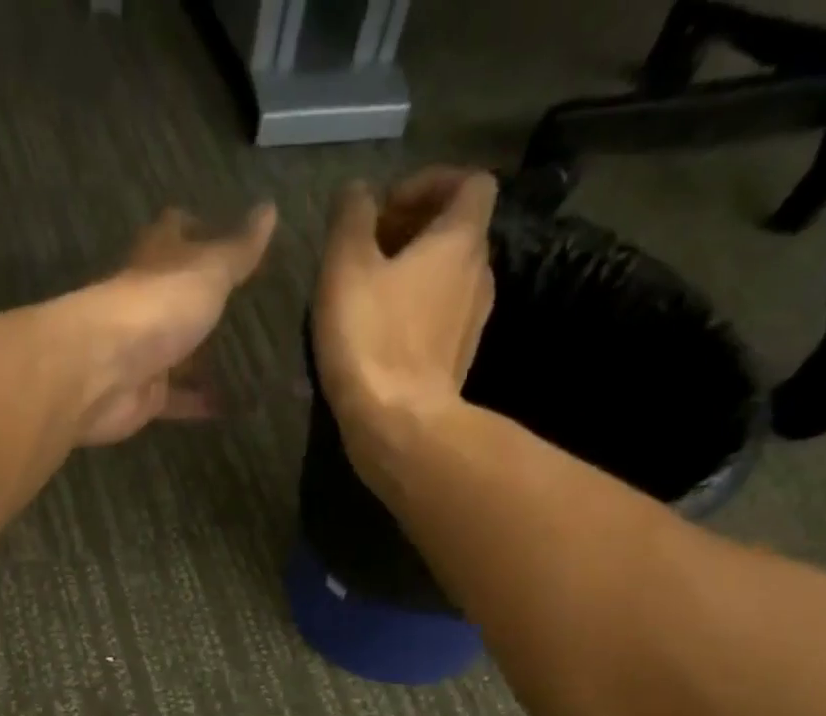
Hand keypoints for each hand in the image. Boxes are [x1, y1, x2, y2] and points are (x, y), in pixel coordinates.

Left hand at [67, 203, 275, 446]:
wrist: (103, 372)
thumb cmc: (155, 308)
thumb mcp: (208, 271)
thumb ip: (239, 250)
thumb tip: (270, 208)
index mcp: (156, 262)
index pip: (175, 232)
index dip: (198, 228)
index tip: (227, 232)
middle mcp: (146, 304)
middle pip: (177, 298)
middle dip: (204, 302)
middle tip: (248, 308)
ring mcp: (144, 354)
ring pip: (179, 353)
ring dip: (205, 358)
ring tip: (251, 362)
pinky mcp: (145, 397)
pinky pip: (180, 400)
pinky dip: (203, 403)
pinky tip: (236, 407)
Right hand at [312, 168, 496, 489]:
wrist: (398, 424)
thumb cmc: (371, 339)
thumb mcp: (345, 267)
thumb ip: (351, 218)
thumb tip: (357, 192)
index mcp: (460, 239)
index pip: (468, 182)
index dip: (429, 184)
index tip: (386, 208)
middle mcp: (480, 273)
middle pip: (457, 232)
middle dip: (415, 231)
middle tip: (369, 252)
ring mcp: (473, 321)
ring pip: (448, 278)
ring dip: (415, 275)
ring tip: (371, 295)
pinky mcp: (457, 361)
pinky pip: (441, 319)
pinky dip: (417, 313)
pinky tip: (382, 336)